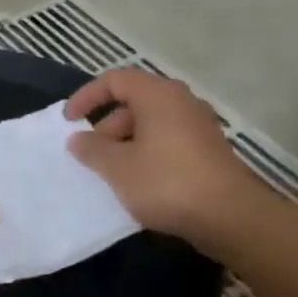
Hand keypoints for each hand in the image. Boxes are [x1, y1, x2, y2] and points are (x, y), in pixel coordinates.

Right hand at [64, 68, 269, 253]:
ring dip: (124, 144)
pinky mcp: (208, 151)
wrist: (230, 216)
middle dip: (105, 127)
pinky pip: (167, 142)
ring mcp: (198, 126)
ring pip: (150, 125)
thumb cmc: (166, 182)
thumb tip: (78, 139)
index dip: (86, 96)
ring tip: (110, 173)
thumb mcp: (118, 167)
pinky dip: (146, 154)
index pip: (115, 80)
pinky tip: (138, 182)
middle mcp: (181, 102)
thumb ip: (92, 149)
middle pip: (133, 103)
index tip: (68, 121)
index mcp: (158, 96)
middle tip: (90, 156)